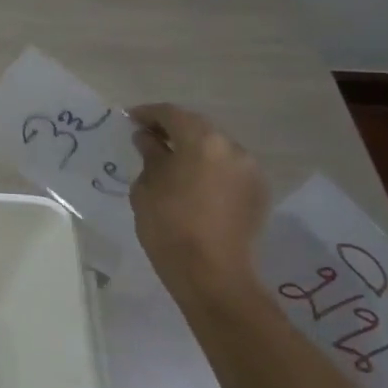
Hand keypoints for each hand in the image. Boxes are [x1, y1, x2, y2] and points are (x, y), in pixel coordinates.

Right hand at [128, 103, 269, 295]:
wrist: (212, 274)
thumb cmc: (168, 226)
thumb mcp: (147, 187)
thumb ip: (150, 156)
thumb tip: (148, 139)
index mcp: (202, 141)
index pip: (172, 114)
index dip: (148, 113)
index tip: (129, 119)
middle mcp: (233, 148)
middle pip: (199, 129)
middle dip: (173, 131)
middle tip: (148, 139)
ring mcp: (251, 171)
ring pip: (216, 149)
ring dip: (193, 150)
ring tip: (169, 163)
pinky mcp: (258, 193)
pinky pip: (228, 170)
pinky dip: (209, 169)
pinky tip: (192, 184)